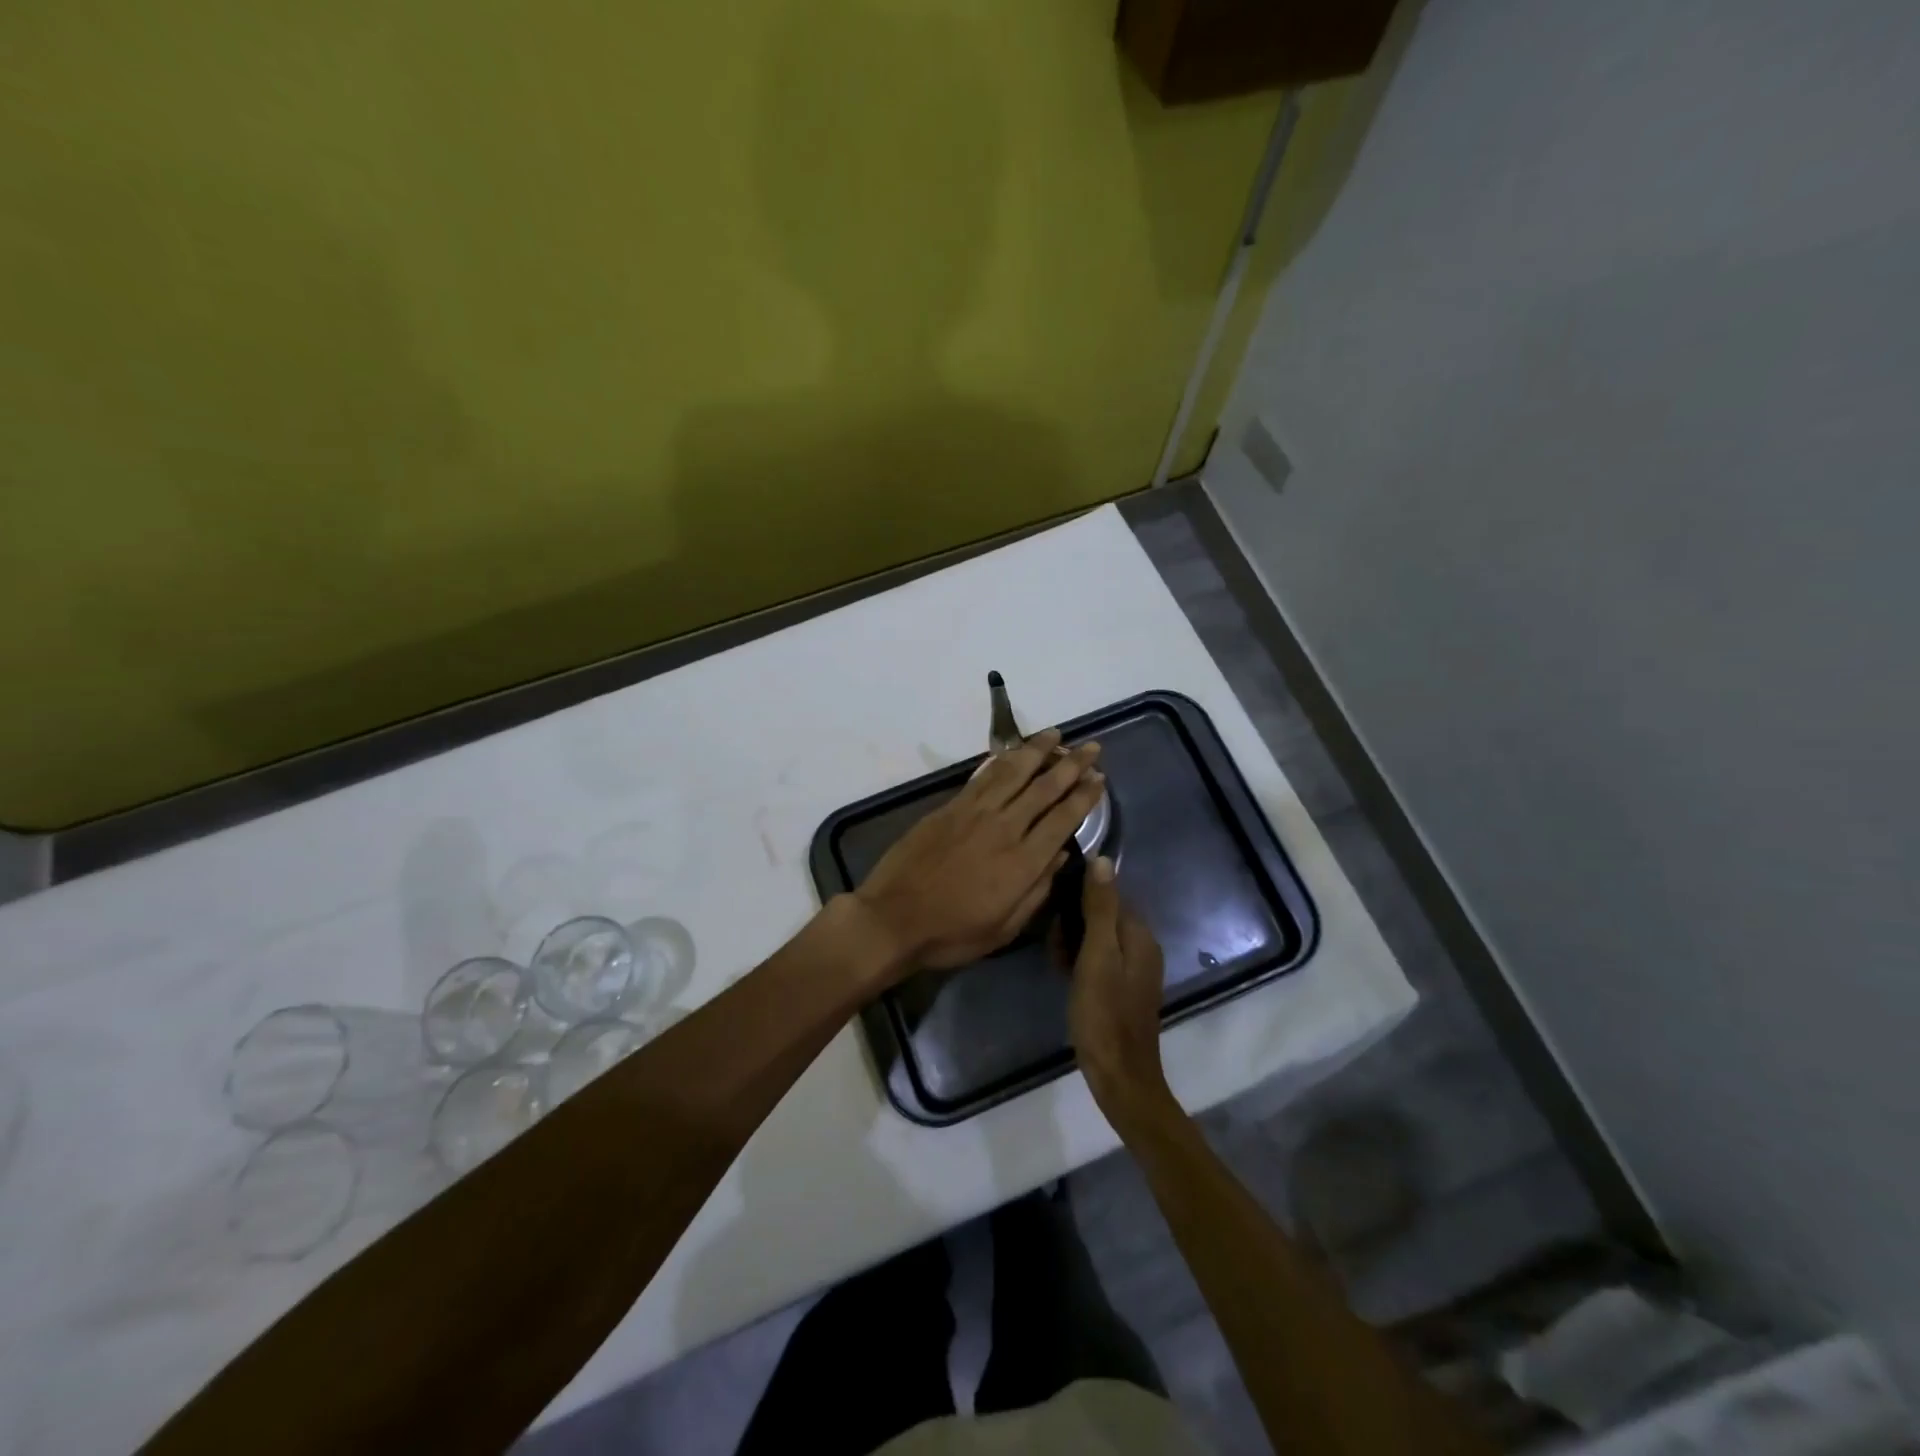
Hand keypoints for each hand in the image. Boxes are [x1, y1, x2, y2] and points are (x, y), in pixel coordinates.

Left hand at [854, 729, 1104, 974]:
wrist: (893, 919)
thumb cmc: (952, 933)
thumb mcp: (1004, 928)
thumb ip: (1037, 890)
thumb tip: (1062, 855)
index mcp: (1023, 862)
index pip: (1063, 819)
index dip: (1084, 796)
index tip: (1099, 778)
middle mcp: (1004, 828)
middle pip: (1044, 788)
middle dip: (1071, 765)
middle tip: (1091, 747)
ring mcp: (974, 813)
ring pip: (1013, 772)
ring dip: (1037, 751)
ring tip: (1055, 734)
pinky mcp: (950, 807)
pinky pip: (983, 776)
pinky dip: (1002, 760)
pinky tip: (1014, 752)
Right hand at [1069, 855, 1175, 1122]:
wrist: (1119, 1076)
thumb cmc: (1103, 1014)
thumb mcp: (1097, 956)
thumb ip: (1100, 908)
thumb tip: (1103, 859)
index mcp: (1140, 935)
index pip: (1108, 894)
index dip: (1078, 899)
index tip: (1053, 914)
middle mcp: (1142, 947)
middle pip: (1102, 916)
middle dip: (1073, 924)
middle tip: (1053, 947)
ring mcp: (1134, 969)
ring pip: (1097, 938)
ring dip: (1073, 943)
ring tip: (1056, 962)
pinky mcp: (1123, 989)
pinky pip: (1099, 960)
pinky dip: (1080, 962)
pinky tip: (1064, 975)